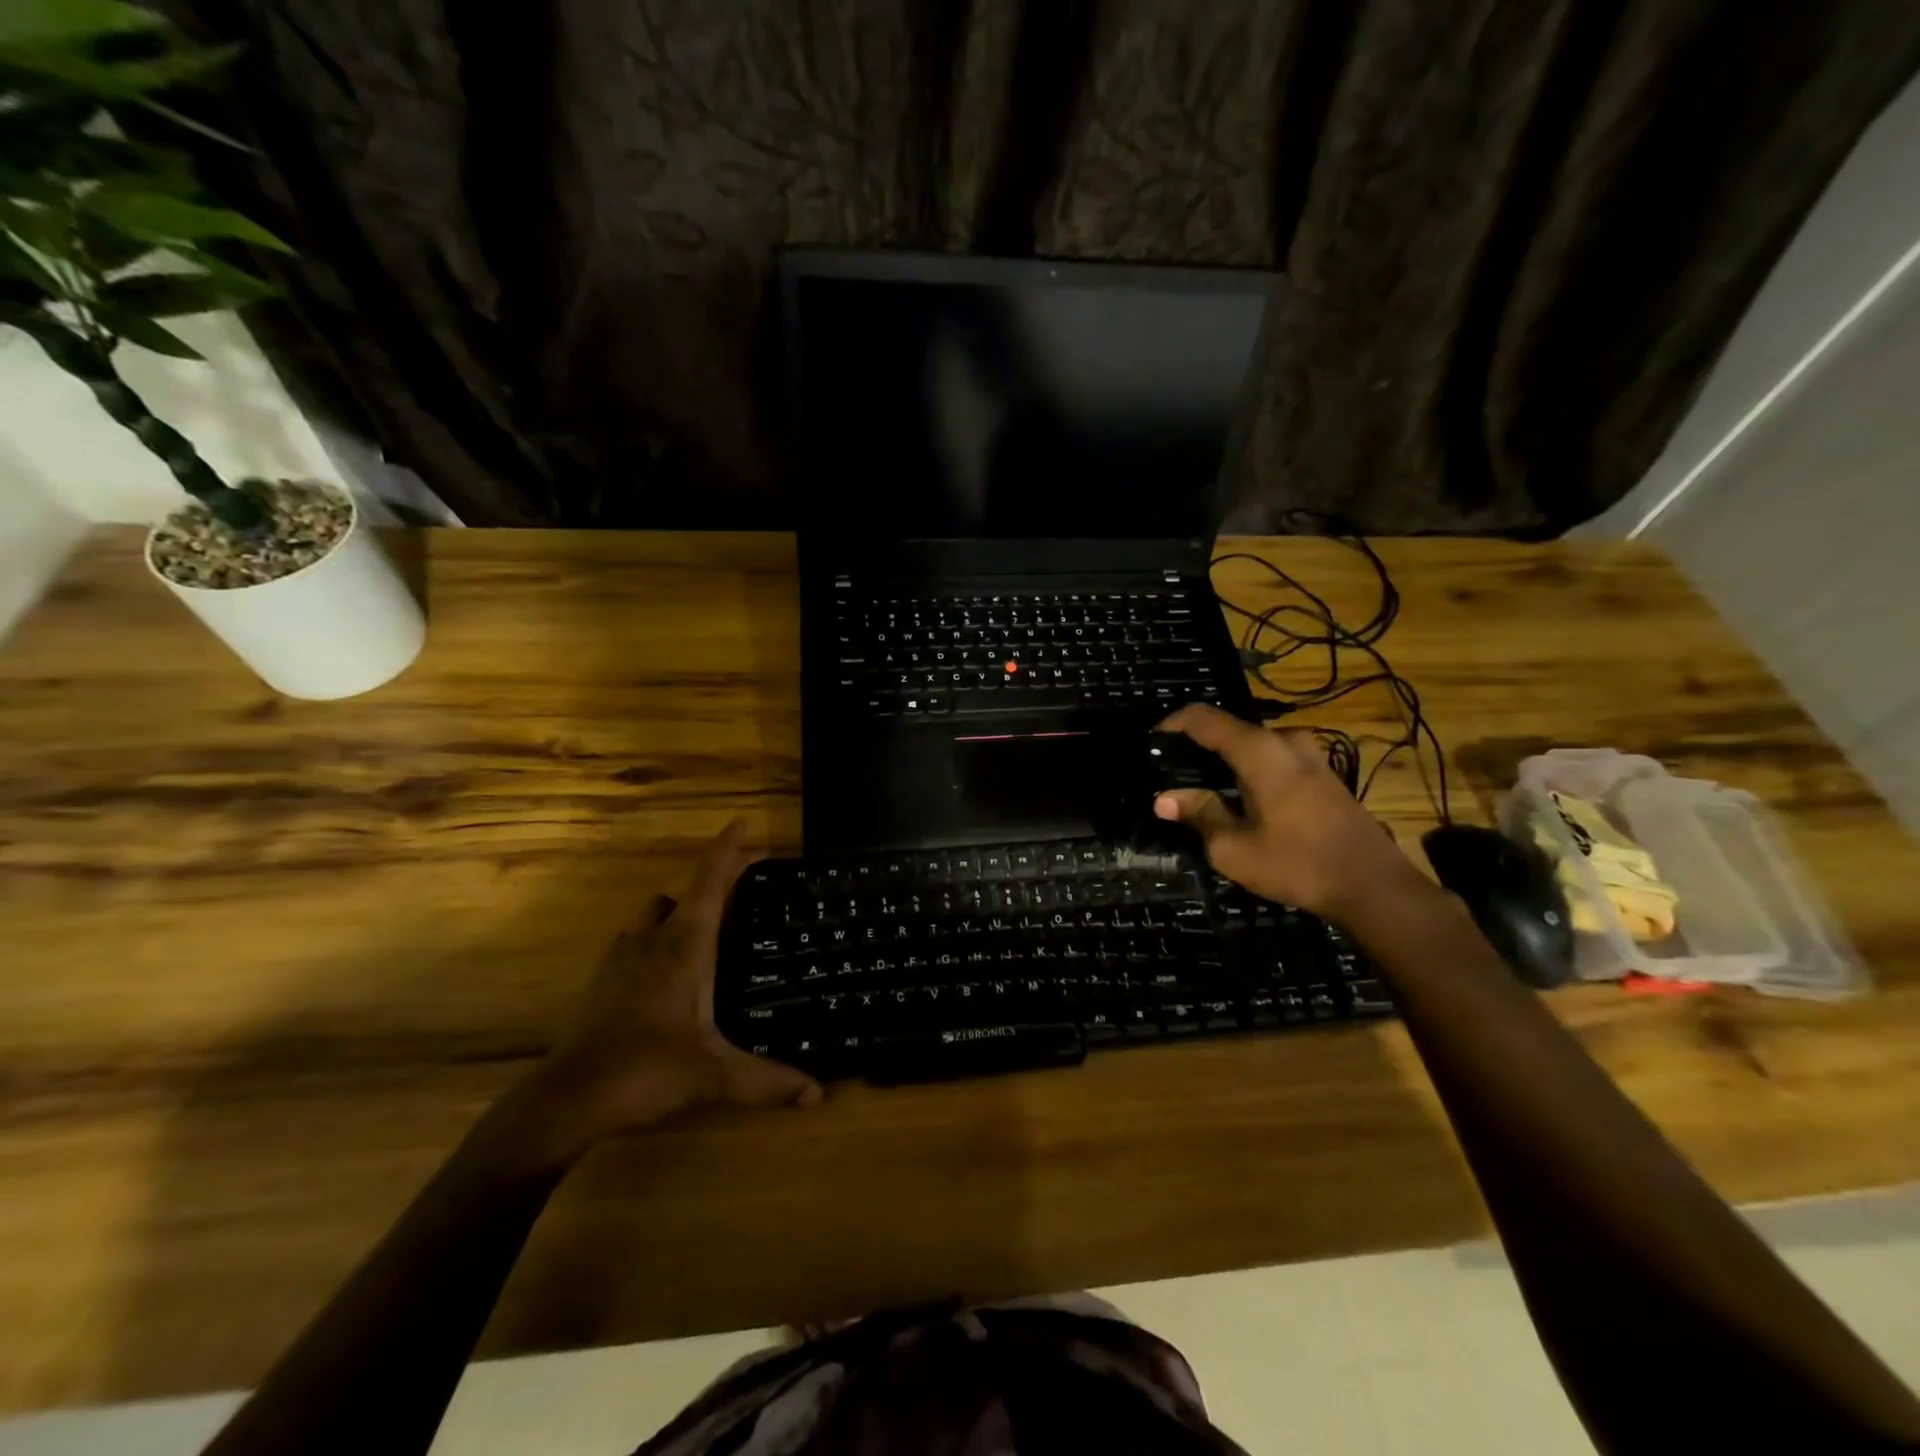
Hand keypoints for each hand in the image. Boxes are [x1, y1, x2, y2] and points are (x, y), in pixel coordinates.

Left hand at [507, 820, 821, 1164]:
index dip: (726, 851)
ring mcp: (622, 960)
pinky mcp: (603, 982)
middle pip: (686, 893)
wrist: (564, 1102)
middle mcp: (653, 942)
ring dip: (680, 912)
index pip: (710, 885)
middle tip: (745, 889)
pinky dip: (655, 941)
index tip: (742, 823)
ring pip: (655, 916)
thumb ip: (767, 1081)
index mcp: (685, 948)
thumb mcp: (712, 1076)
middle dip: (714, 882)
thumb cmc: (643, 1072)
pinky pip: (635, 943)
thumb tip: (818, 1092)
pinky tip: (666, 972)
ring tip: (708, 932)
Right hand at [1153, 704, 1416, 920]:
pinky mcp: (1324, 773)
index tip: (1151, 742)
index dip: (1171, 724)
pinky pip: (1274, 759)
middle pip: (1229, 731)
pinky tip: (1239, 799)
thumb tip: (1163, 799)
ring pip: (1253, 746)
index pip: (1203, 718)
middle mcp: (1285, 741)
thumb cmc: (1297, 864)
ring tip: (1202, 789)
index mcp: (1259, 751)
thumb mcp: (1234, 848)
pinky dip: (1249, 770)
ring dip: (1225, 761)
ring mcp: (1310, 755)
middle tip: (1172, 775)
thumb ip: (1199, 814)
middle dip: (1197, 748)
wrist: (1374, 886)